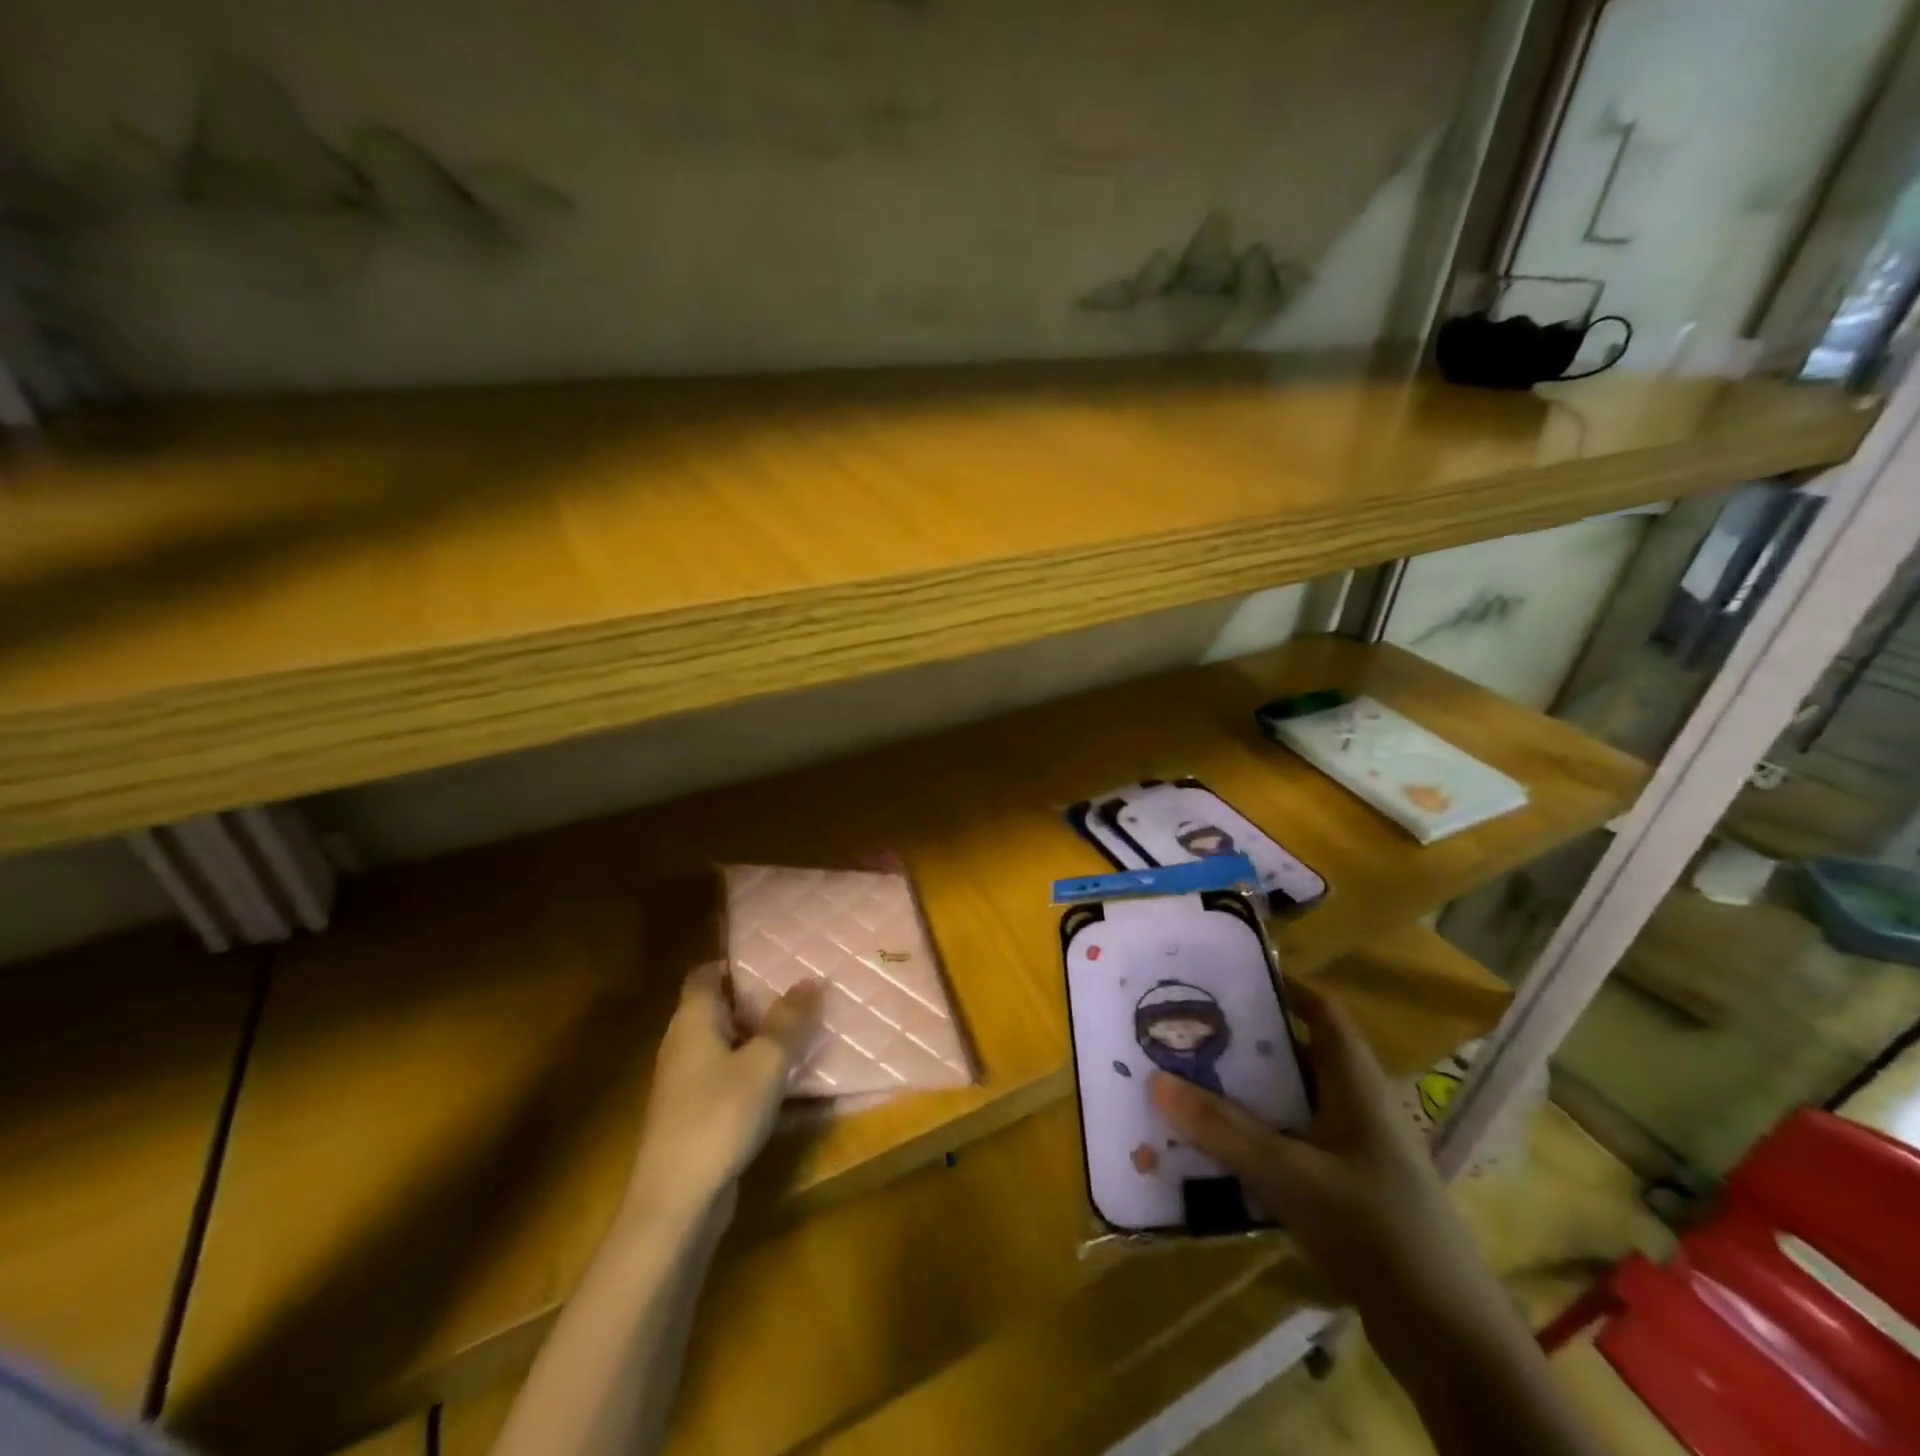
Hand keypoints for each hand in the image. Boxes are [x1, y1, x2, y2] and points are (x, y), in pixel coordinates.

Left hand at [626, 963, 822, 1220]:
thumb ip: (789, 1021)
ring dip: (764, 1041)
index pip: (705, 975)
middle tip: (803, 994)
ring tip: (806, 1034)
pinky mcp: (697, 1117)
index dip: (734, 963)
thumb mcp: (766, 1062)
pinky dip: (759, 1076)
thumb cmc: (719, 1116)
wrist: (676, 1203)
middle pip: (721, 1010)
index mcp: (693, 1021)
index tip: (774, 959)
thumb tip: (810, 981)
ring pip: (730, 1048)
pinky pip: (733, 1082)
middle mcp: (684, 1045)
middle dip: (760, 1002)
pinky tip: (792, 1087)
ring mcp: (687, 1084)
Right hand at [1149, 979, 1491, 1321]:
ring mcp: (1354, 1151)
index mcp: (1356, 1084)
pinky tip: (1216, 1150)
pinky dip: (1255, 1137)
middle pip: (1297, 1054)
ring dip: (1244, 1094)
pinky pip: (1291, 1144)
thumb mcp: (1291, 1175)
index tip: (1225, 978)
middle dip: (1244, 1042)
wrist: (1448, 1340)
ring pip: (1290, 1103)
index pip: (1322, 1010)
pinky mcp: (1346, 1190)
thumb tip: (1155, 1080)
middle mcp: (1357, 1106)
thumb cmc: (1376, 1232)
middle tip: (1187, 1030)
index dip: (1281, 985)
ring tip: (1187, 1083)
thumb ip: (1223, 1129)